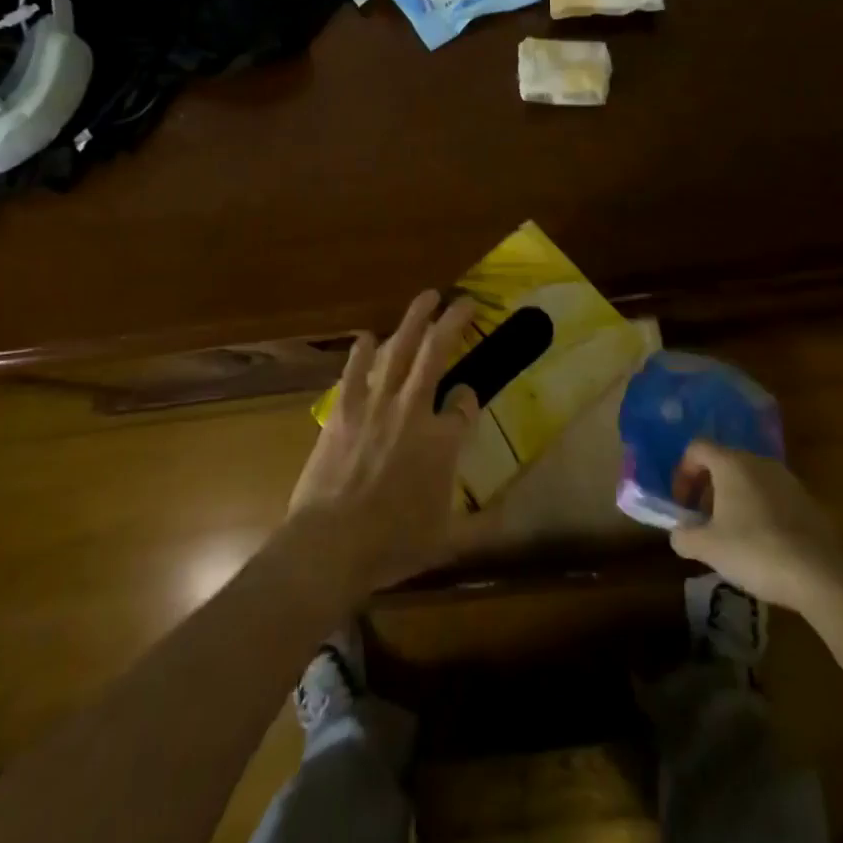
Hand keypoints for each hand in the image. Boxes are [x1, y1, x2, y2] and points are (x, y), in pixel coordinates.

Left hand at [288, 291, 483, 594]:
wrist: (330, 545)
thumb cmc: (392, 544)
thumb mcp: (447, 541)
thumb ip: (483, 526)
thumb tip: (512, 515)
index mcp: (441, 441)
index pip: (465, 404)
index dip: (470, 397)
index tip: (468, 396)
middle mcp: (412, 410)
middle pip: (436, 353)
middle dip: (452, 323)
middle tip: (464, 300)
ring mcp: (375, 405)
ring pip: (398, 349)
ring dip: (413, 320)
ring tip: (426, 297)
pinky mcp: (343, 410)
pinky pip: (355, 371)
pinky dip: (362, 352)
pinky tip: (367, 336)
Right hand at [669, 442, 842, 608]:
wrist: (823, 575)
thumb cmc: (755, 550)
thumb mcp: (709, 548)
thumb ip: (684, 536)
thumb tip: (678, 534)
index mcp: (731, 463)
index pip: (697, 448)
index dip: (683, 473)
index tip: (681, 504)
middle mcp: (759, 462)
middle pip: (723, 463)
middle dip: (707, 489)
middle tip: (703, 521)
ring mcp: (787, 480)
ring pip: (749, 480)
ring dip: (734, 500)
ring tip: (731, 536)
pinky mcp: (808, 501)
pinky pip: (772, 497)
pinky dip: (759, 511)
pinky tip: (762, 545)